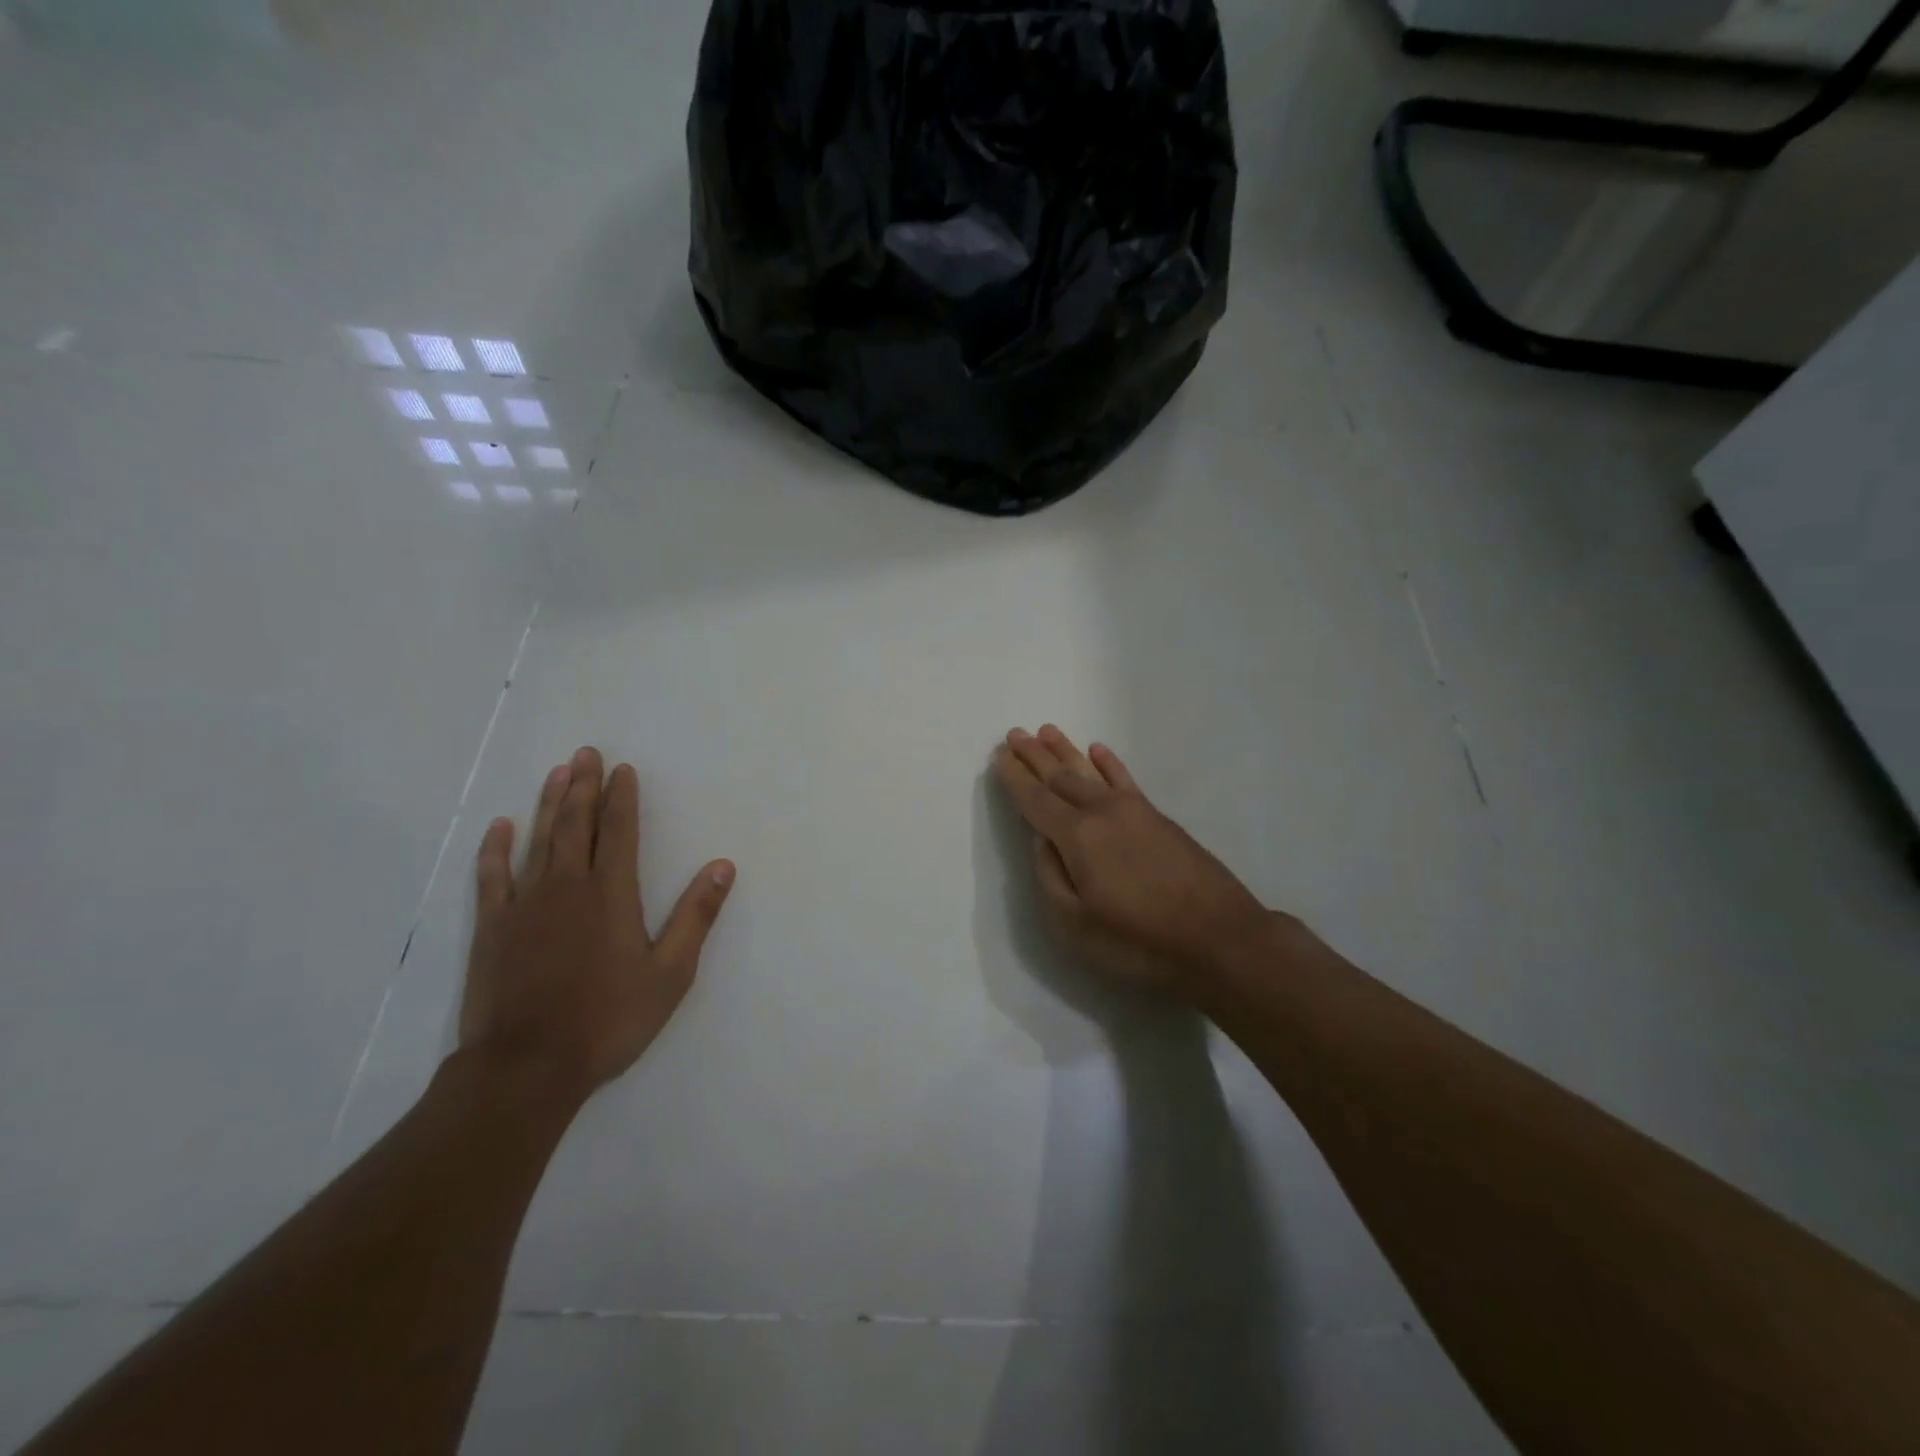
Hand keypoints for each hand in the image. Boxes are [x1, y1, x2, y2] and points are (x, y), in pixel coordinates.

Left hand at [458, 746, 735, 1100]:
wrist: (527, 1066)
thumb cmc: (608, 1019)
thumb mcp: (671, 973)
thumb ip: (696, 915)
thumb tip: (722, 866)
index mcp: (612, 894)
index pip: (619, 831)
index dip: (622, 798)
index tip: (622, 770)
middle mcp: (567, 886)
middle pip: (576, 824)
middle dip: (583, 786)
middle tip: (586, 752)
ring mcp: (524, 904)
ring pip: (538, 840)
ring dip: (548, 804)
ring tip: (557, 771)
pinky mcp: (493, 928)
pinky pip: (493, 876)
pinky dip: (496, 849)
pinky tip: (501, 826)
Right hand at [993, 726, 1273, 999]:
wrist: (1220, 939)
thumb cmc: (1140, 941)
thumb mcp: (1075, 925)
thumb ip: (1050, 877)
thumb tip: (1042, 840)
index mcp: (1077, 837)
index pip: (1035, 800)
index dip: (1015, 779)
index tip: (999, 756)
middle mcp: (1102, 813)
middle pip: (1060, 778)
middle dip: (1035, 756)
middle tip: (1015, 733)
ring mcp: (1135, 811)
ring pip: (1090, 772)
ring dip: (1066, 751)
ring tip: (1047, 731)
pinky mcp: (1160, 819)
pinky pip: (1126, 780)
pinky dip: (1110, 764)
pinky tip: (1099, 751)